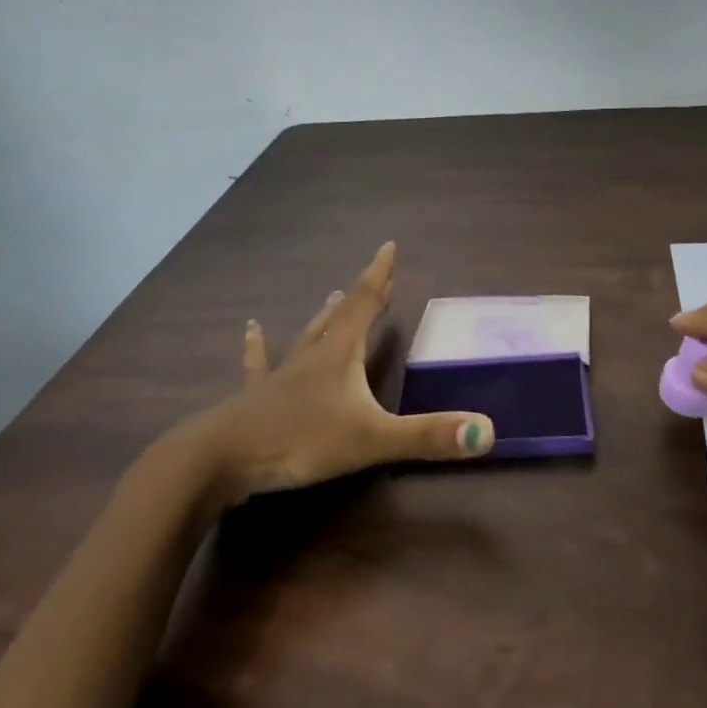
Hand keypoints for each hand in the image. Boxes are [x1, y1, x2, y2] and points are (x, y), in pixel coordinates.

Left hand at [185, 242, 494, 502]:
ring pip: (307, 337)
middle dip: (363, 296)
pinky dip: (258, 347)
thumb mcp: (370, 440)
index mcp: (339, 356)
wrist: (220, 460)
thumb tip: (487, 430)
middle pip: (341, 317)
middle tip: (377, 277)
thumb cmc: (299, 441)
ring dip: (324, 316)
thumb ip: (427, 436)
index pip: (364, 304)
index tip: (389, 246)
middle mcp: (311, 356)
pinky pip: (260, 365)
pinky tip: (251, 329)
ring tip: (331, 294)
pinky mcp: (256, 398)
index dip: (379, 276)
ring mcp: (280, 376)